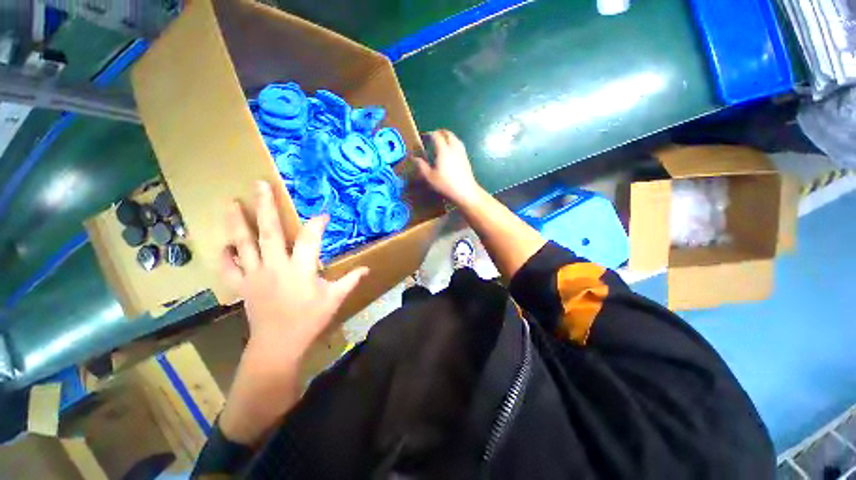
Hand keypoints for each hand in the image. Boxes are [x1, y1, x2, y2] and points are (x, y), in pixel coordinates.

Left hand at [220, 180, 368, 362]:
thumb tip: (367, 269)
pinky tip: (224, 244)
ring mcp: (255, 275)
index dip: (317, 224)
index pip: (310, 239)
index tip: (324, 215)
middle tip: (260, 184)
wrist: (278, 344)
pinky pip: (228, 268)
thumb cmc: (310, 320)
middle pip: (269, 232)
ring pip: (243, 244)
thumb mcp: (335, 299)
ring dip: (237, 222)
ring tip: (231, 202)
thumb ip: (350, 280)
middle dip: (266, 206)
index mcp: (300, 269)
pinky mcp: (243, 286)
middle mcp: (275, 266)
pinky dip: (224, 255)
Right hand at [412, 130, 483, 206]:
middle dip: (440, 132)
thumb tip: (414, 158)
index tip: (423, 136)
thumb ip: (421, 166)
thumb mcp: (430, 177)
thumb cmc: (446, 185)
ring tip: (442, 142)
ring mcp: (462, 153)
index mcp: (443, 150)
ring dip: (448, 137)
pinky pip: (459, 145)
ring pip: (455, 138)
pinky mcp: (466, 158)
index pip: (436, 136)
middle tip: (433, 137)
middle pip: (448, 134)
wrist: (465, 191)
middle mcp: (453, 148)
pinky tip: (450, 151)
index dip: (429, 134)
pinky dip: (453, 143)